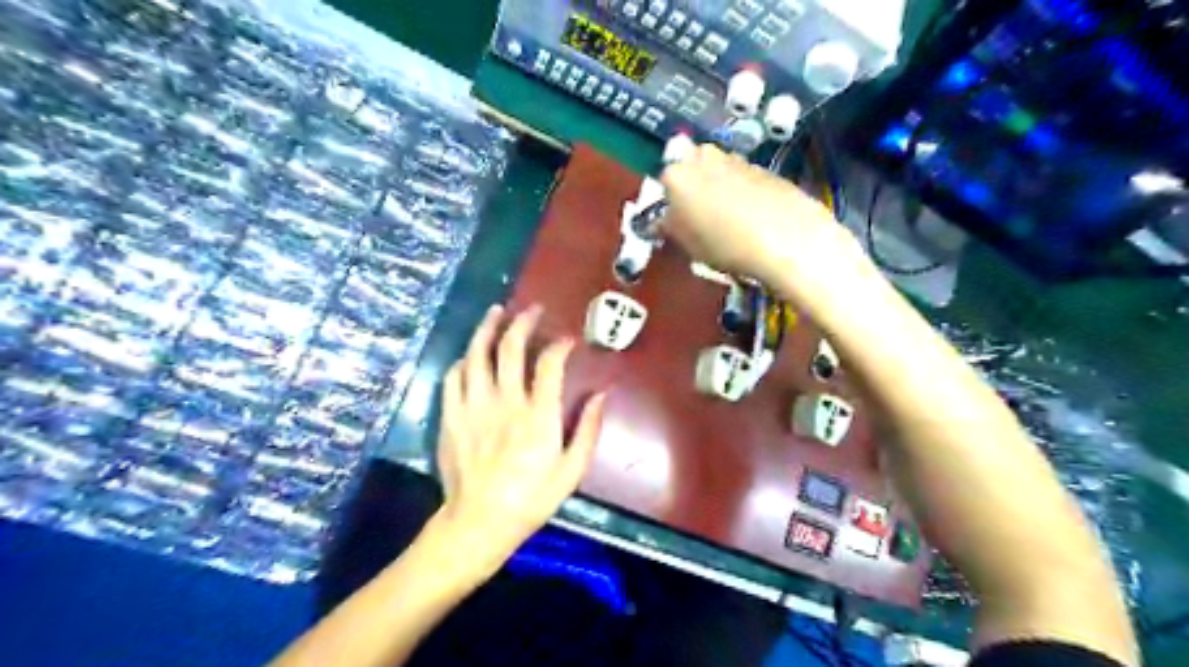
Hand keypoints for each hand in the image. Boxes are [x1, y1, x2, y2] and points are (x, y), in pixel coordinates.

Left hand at [433, 306, 607, 576]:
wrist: (479, 521)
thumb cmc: (531, 498)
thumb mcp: (572, 470)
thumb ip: (589, 429)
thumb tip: (602, 394)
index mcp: (538, 415)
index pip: (549, 364)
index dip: (560, 345)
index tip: (567, 339)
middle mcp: (505, 402)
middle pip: (510, 348)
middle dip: (523, 321)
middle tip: (531, 310)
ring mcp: (473, 406)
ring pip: (477, 354)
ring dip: (487, 328)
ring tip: (495, 312)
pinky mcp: (451, 416)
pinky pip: (453, 376)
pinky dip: (463, 360)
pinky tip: (470, 355)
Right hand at [661, 143, 871, 306]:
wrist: (786, 239)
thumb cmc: (724, 245)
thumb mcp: (687, 245)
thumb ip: (669, 227)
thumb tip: (663, 220)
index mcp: (677, 174)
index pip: (664, 182)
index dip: (671, 202)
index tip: (678, 221)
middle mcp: (704, 157)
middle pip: (692, 166)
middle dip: (694, 185)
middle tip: (701, 216)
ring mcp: (737, 159)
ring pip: (719, 170)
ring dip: (719, 187)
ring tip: (729, 219)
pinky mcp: (765, 168)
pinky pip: (744, 178)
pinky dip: (743, 192)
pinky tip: (752, 217)